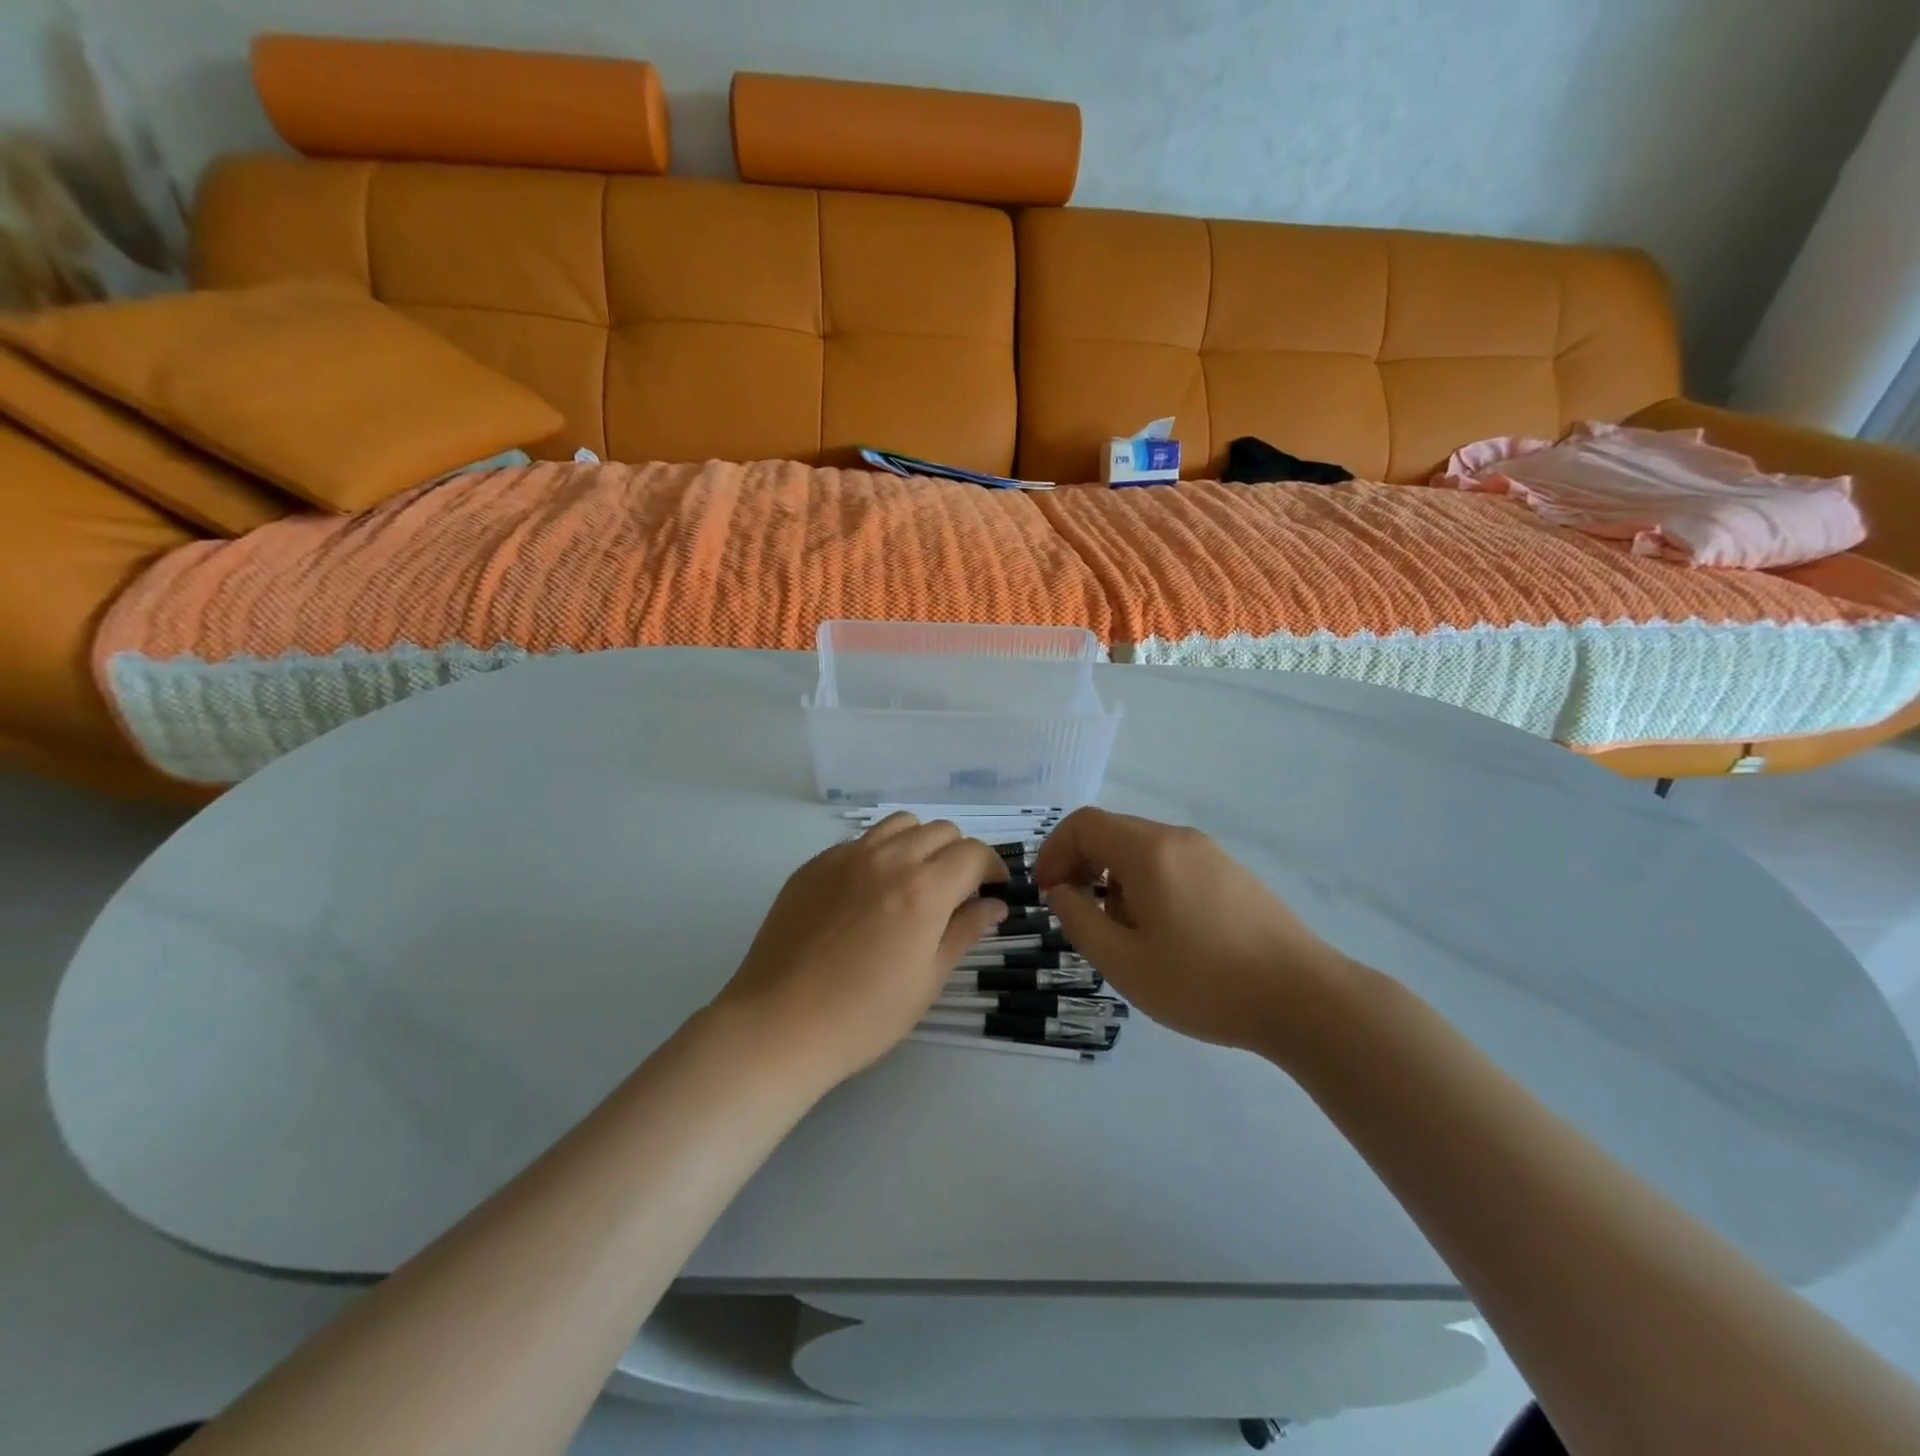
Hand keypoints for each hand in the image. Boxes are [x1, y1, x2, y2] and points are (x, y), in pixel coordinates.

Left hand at [713, 814, 1009, 1084]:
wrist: (779, 1024)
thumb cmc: (864, 1015)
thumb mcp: (928, 979)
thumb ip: (965, 931)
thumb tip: (995, 905)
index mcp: (924, 888)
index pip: (973, 853)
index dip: (992, 868)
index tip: (993, 891)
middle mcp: (888, 858)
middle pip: (940, 831)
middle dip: (959, 855)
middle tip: (955, 893)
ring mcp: (846, 856)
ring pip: (900, 825)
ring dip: (920, 844)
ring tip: (913, 882)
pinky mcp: (815, 864)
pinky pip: (861, 841)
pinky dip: (880, 853)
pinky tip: (869, 893)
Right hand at [1033, 808, 1347, 1051]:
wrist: (1305, 999)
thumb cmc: (1205, 982)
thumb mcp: (1124, 962)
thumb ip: (1079, 920)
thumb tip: (1060, 891)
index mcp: (1149, 851)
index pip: (1084, 824)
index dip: (1053, 851)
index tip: (1047, 893)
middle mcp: (1178, 838)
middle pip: (1112, 832)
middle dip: (1081, 865)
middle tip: (1075, 913)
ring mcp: (1210, 853)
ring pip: (1142, 849)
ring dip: (1113, 878)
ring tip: (1120, 932)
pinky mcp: (1232, 873)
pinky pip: (1172, 863)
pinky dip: (1146, 884)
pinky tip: (1162, 932)